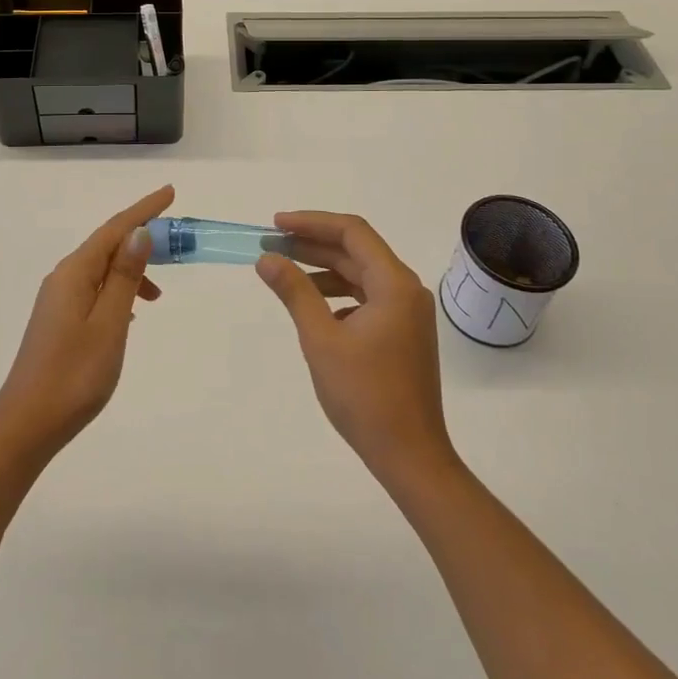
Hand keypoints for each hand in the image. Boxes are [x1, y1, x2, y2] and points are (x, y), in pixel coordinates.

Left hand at [0, 184, 172, 460]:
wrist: (26, 425)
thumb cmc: (74, 375)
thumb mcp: (109, 324)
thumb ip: (125, 277)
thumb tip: (139, 233)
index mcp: (75, 273)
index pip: (115, 229)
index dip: (144, 210)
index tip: (171, 193)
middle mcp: (63, 278)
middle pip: (108, 245)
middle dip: (141, 237)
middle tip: (177, 242)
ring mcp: (58, 300)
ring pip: (102, 269)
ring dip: (132, 269)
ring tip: (160, 291)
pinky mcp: (59, 321)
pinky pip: (95, 289)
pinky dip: (118, 290)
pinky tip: (131, 311)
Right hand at [257, 211, 458, 491]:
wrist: (410, 456)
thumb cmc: (365, 396)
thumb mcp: (321, 339)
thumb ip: (294, 292)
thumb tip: (267, 258)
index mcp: (394, 284)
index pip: (352, 232)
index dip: (312, 223)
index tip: (276, 225)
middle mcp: (406, 290)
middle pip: (357, 251)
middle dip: (313, 245)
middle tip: (272, 245)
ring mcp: (408, 312)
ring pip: (361, 274)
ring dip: (323, 269)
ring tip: (285, 272)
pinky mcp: (403, 333)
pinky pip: (367, 297)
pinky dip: (338, 294)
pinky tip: (314, 308)